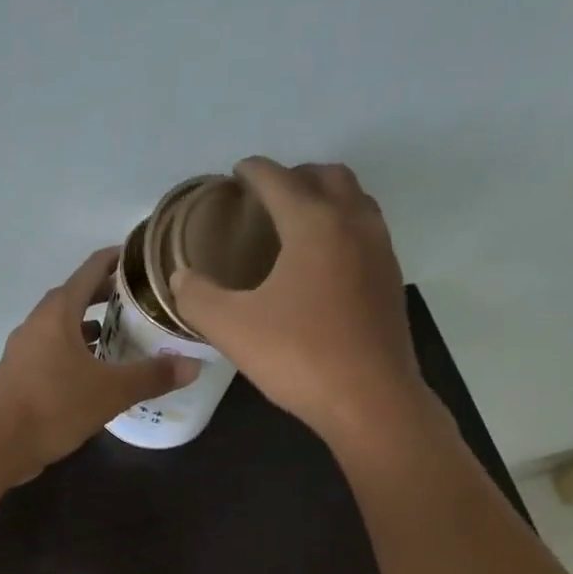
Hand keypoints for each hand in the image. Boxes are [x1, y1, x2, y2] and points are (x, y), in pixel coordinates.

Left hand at [0, 247, 199, 481]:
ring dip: (89, 327)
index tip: (142, 259)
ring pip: (62, 327)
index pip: (91, 269)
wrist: (0, 443)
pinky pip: (53, 351)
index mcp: (59, 312)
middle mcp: (38, 322)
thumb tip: (193, 366)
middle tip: (139, 302)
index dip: (117, 259)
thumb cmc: (56, 406)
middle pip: (76, 296)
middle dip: (106, 295)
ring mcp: (25, 349)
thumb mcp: (112, 391)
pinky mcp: (20, 374)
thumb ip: (152, 376)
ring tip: (120, 337)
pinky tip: (93, 373)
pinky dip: (75, 352)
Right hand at [171, 158, 434, 449]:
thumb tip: (182, 277)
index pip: (279, 179)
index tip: (236, 174)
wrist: (370, 401)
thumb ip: (198, 297)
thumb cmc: (299, 358)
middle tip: (267, 197)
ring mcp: (380, 252)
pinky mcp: (391, 282)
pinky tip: (323, 264)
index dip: (253, 172)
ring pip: (355, 201)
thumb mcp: (232, 329)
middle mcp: (353, 224)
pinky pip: (366, 233)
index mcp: (314, 223)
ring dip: (325, 198)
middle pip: (327, 176)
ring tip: (297, 222)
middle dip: (295, 176)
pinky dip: (343, 228)